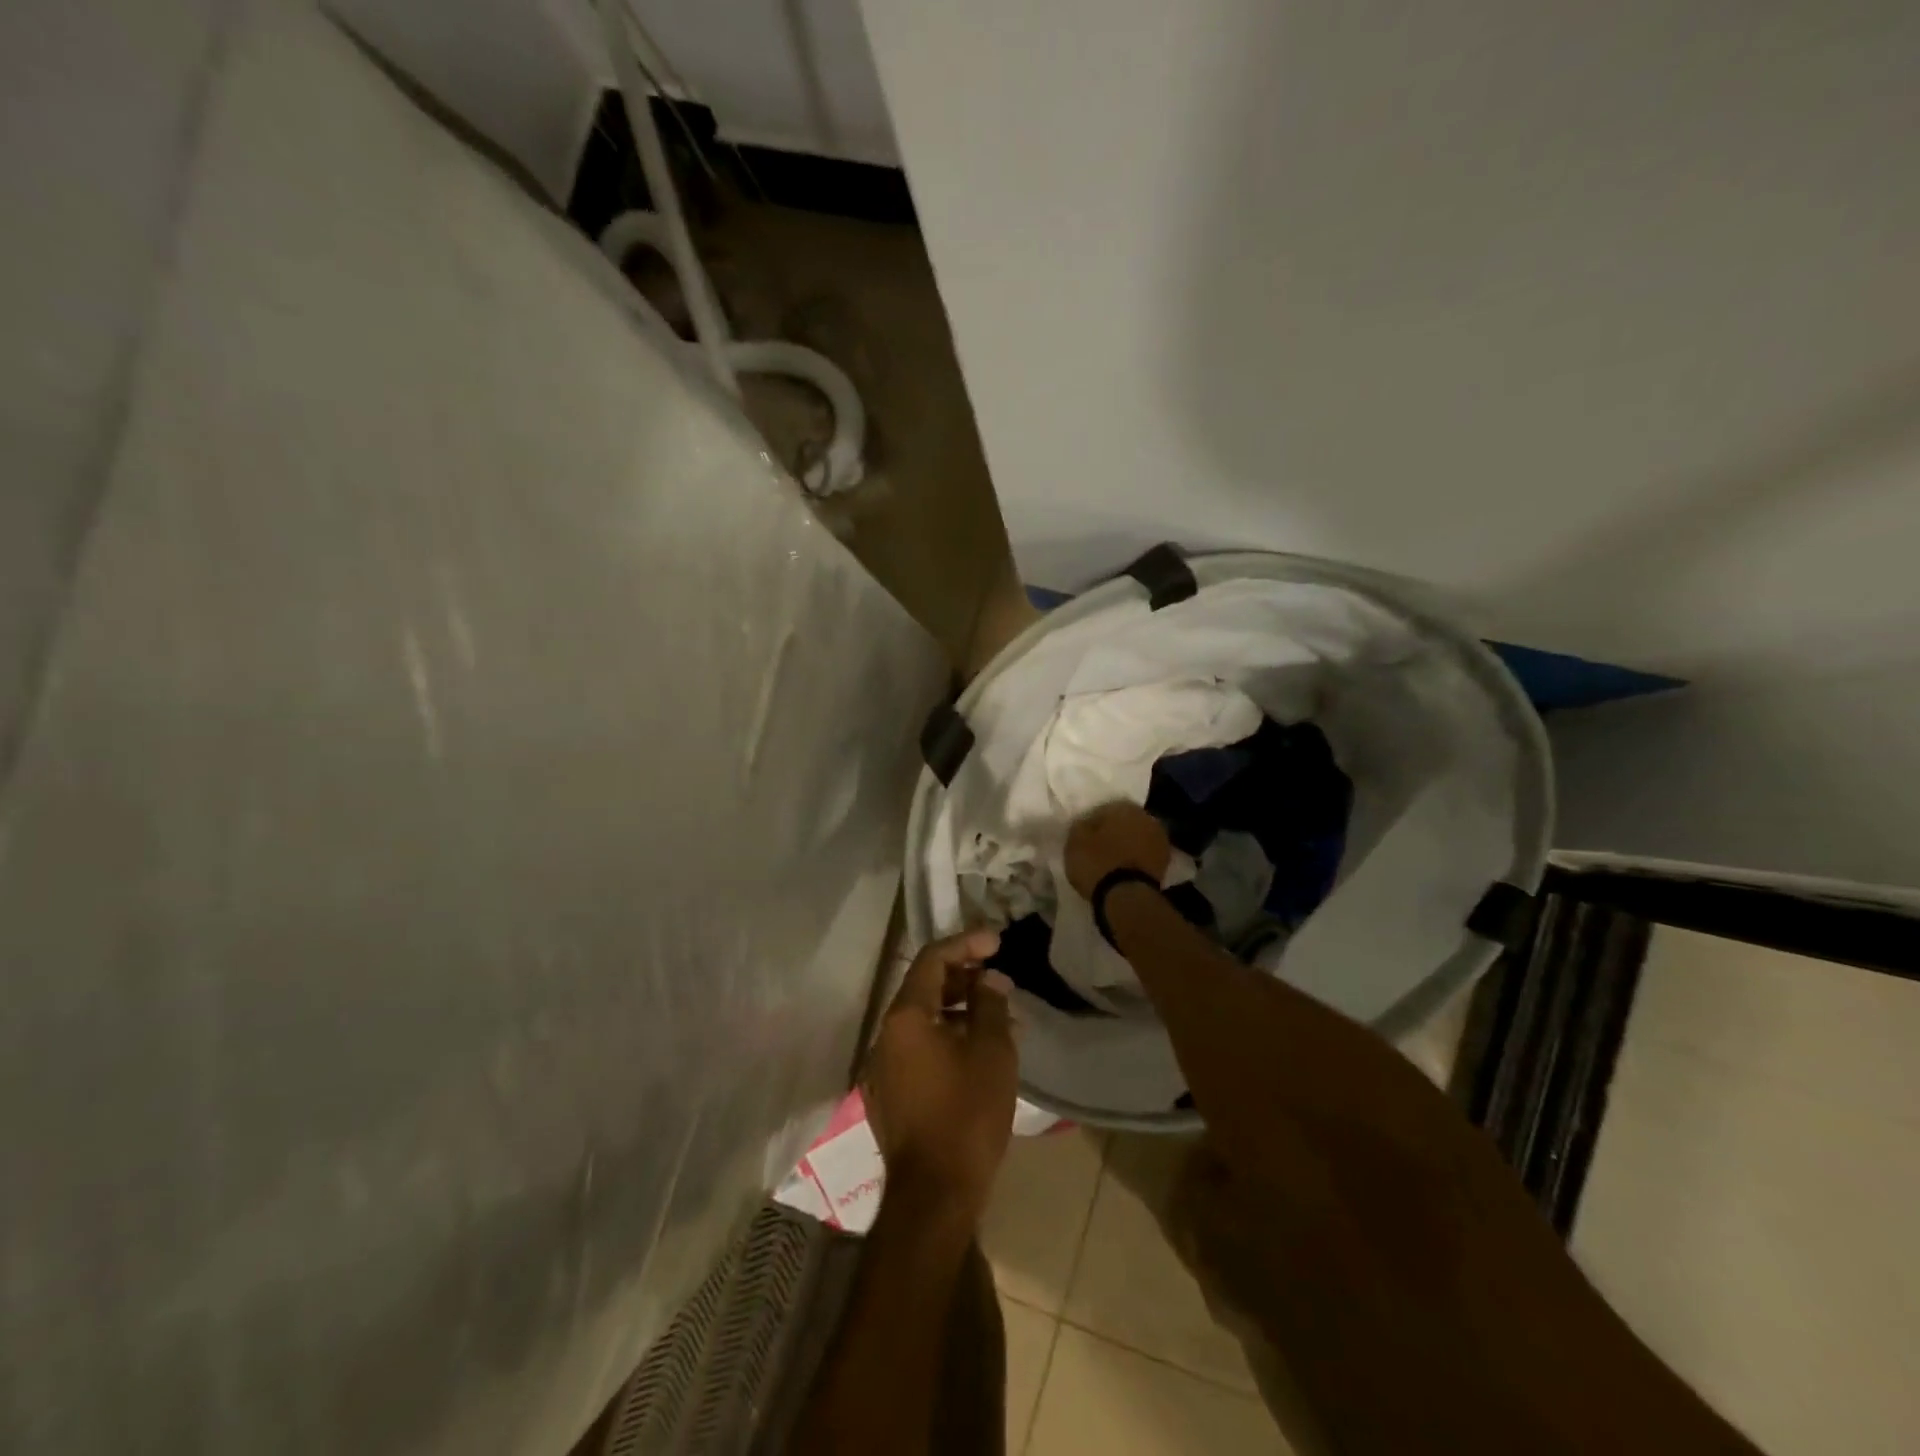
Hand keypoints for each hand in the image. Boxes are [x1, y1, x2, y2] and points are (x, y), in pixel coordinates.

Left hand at [863, 929, 1018, 1224]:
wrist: (935, 1195)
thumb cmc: (967, 1114)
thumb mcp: (991, 1052)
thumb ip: (991, 1005)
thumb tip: (990, 980)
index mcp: (905, 1017)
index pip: (932, 959)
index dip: (966, 943)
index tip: (997, 942)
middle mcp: (886, 1034)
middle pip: (924, 987)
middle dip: (963, 976)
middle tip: (999, 977)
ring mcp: (884, 1066)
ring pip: (923, 1019)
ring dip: (958, 1008)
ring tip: (998, 1015)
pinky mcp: (890, 1093)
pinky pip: (919, 1047)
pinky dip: (947, 1036)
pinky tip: (978, 1050)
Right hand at [1064, 801, 1171, 898]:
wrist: (1127, 897)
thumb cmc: (1097, 863)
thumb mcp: (1075, 841)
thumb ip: (1080, 826)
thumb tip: (1086, 822)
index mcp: (1125, 807)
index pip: (1103, 809)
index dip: (1091, 823)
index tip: (1083, 836)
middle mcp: (1146, 818)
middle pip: (1123, 823)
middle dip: (1112, 833)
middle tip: (1097, 848)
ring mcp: (1160, 840)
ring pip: (1136, 839)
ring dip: (1126, 846)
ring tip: (1110, 861)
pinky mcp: (1165, 863)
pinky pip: (1143, 855)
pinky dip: (1134, 860)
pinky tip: (1122, 870)